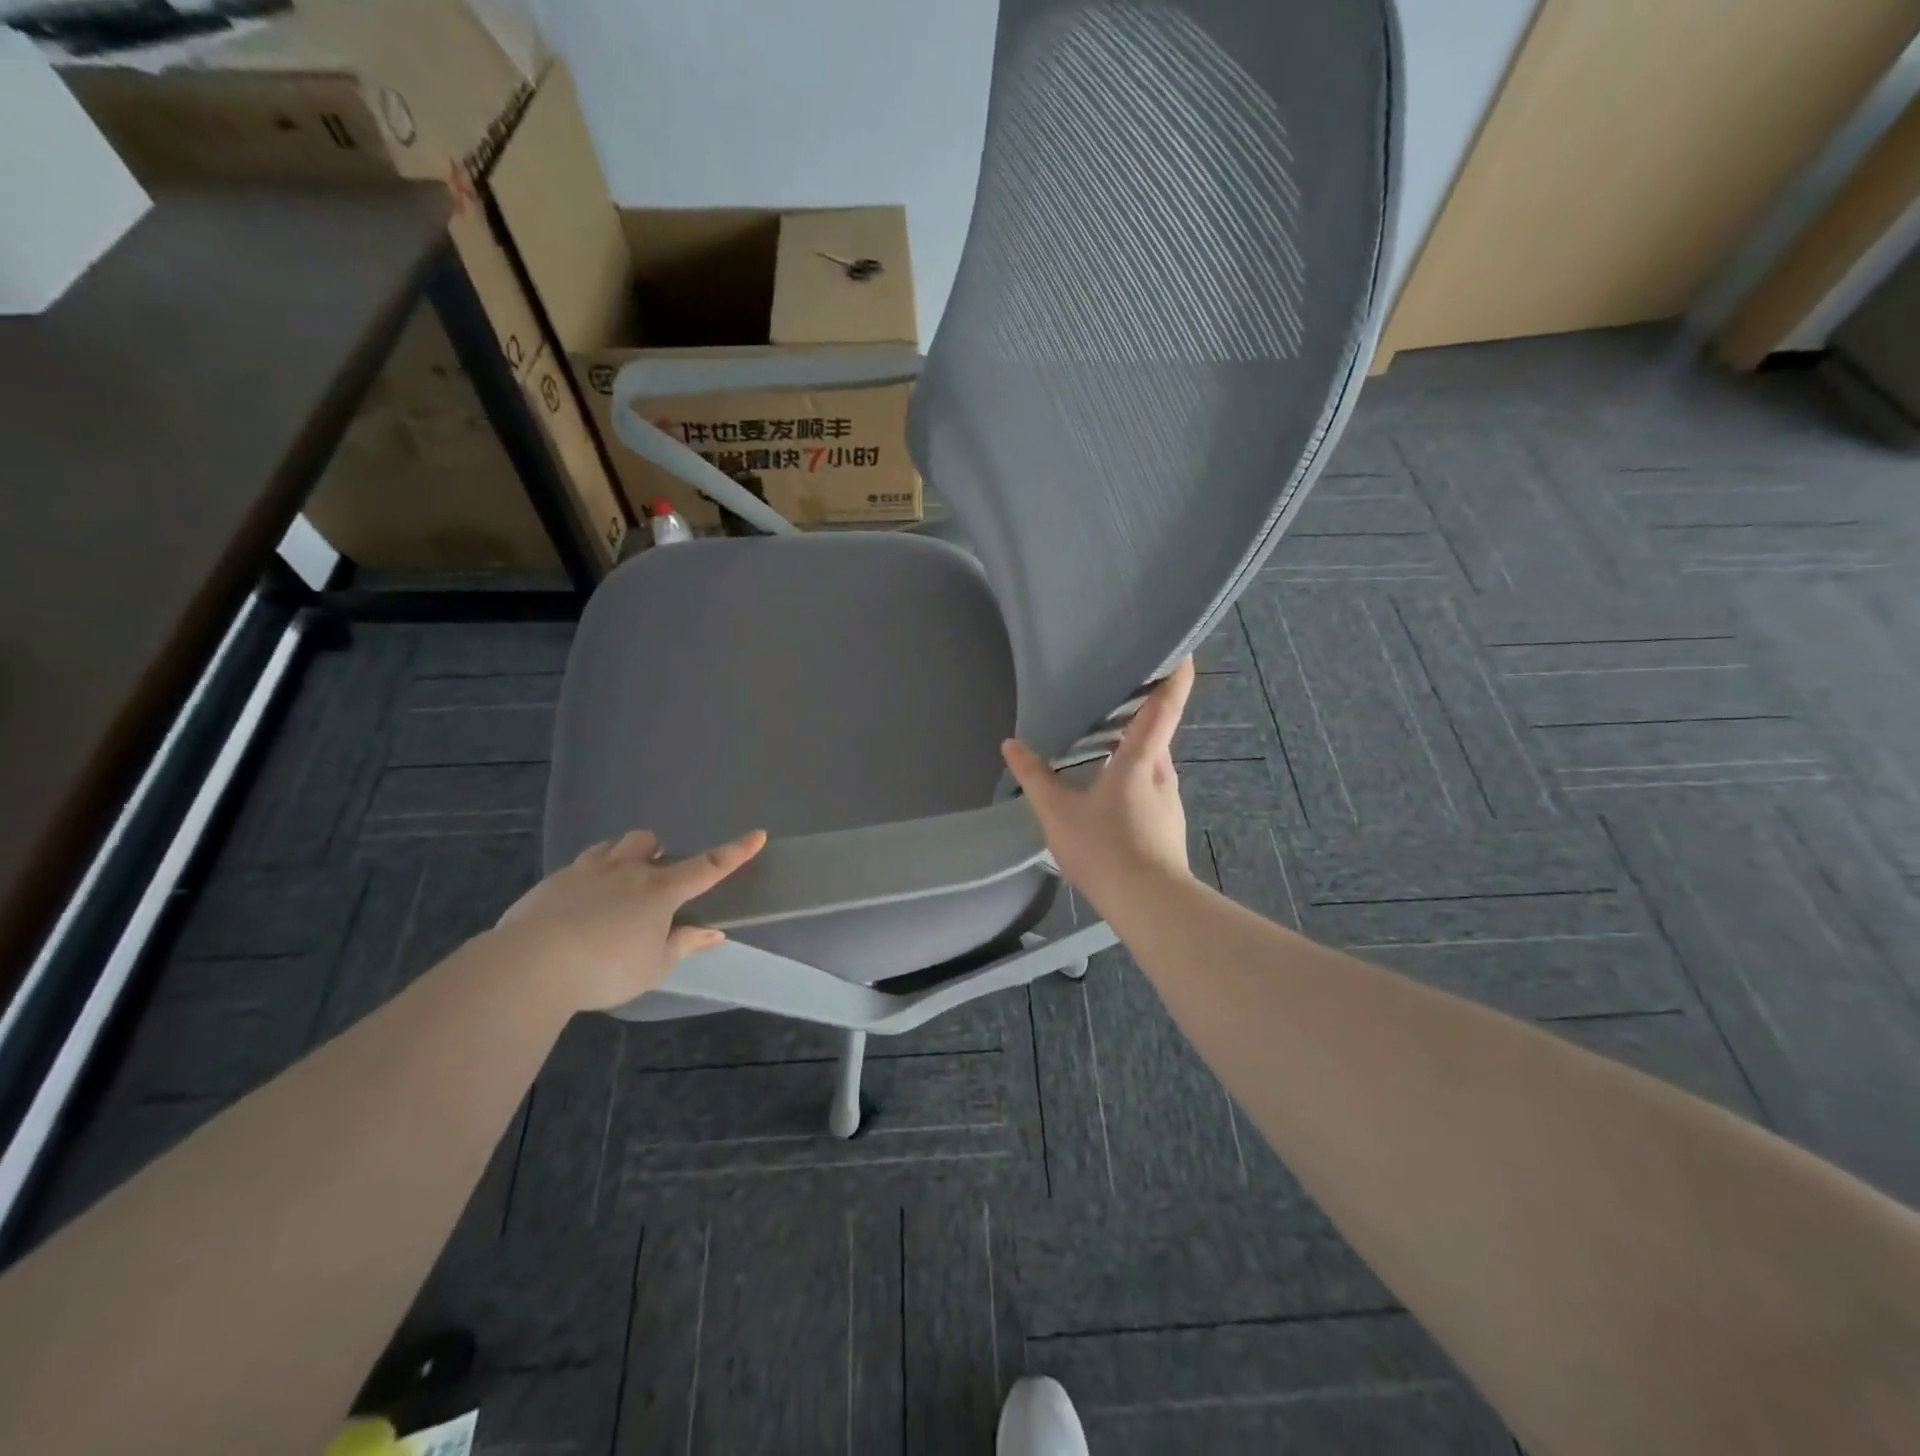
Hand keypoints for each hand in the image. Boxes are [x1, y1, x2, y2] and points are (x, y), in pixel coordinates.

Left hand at [495, 829, 766, 1011]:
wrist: (530, 965)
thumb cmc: (606, 968)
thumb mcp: (654, 966)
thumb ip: (683, 944)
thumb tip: (712, 932)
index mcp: (660, 890)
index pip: (708, 866)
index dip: (735, 852)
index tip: (757, 834)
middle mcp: (627, 871)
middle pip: (648, 842)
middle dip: (657, 852)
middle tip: (654, 880)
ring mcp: (586, 872)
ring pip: (612, 847)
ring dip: (622, 857)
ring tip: (617, 885)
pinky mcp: (552, 882)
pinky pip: (579, 867)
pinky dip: (588, 878)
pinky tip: (577, 907)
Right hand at [1001, 659, 1194, 911]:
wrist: (1149, 904)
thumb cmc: (1105, 848)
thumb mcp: (1058, 812)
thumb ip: (1034, 776)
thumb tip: (1011, 744)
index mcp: (1142, 758)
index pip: (1165, 705)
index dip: (1175, 675)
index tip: (1180, 650)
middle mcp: (1163, 772)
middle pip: (1158, 732)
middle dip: (1142, 712)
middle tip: (1114, 696)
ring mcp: (1169, 801)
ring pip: (1153, 762)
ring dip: (1135, 748)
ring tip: (1104, 744)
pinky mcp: (1168, 826)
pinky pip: (1151, 787)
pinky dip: (1134, 777)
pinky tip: (1110, 794)